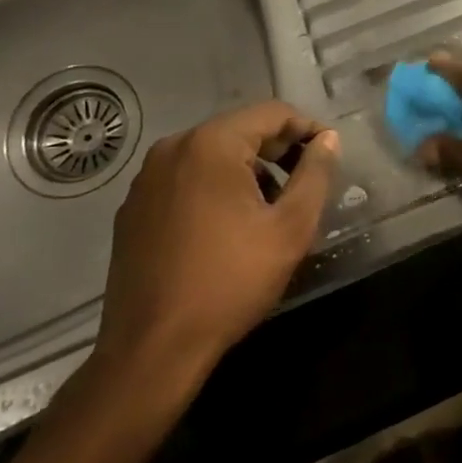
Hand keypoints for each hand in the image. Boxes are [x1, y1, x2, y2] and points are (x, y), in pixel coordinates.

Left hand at [91, 102, 338, 393]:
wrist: (152, 350)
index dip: (307, 129)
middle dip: (277, 151)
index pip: (272, 113)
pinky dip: (214, 189)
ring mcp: (147, 179)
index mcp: (211, 144)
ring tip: (269, 210)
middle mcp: (173, 148)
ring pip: (212, 155)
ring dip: (247, 171)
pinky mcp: (133, 208)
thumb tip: (327, 140)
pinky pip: (185, 180)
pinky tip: (227, 228)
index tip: (328, 158)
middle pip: (240, 130)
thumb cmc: (230, 282)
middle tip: (304, 186)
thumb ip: (315, 175)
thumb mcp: (290, 228)